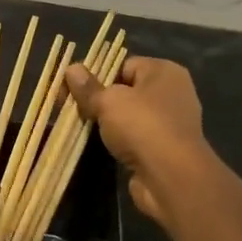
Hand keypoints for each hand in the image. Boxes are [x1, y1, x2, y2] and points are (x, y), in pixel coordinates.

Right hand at [63, 57, 211, 231]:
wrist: (170, 176)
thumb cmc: (142, 126)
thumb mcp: (108, 101)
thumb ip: (88, 87)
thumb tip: (71, 69)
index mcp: (164, 71)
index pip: (124, 65)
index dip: (97, 74)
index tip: (72, 88)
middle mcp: (171, 93)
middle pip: (126, 90)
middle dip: (99, 99)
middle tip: (70, 108)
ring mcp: (169, 122)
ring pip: (129, 116)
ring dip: (107, 122)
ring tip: (79, 126)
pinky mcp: (163, 148)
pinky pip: (134, 137)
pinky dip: (118, 141)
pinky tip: (99, 146)